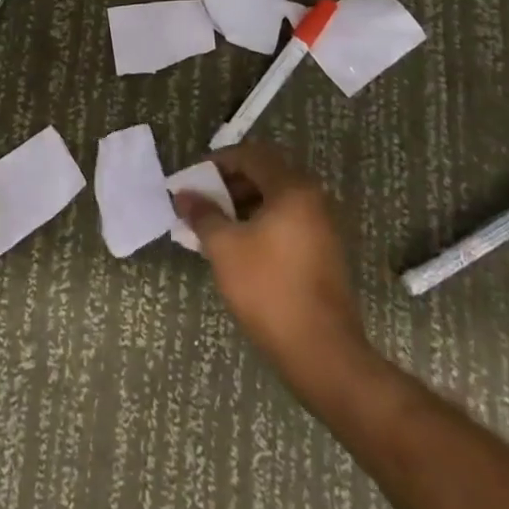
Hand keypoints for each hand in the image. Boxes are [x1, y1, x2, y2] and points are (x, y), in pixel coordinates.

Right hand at [175, 142, 376, 398]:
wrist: (322, 353)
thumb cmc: (268, 289)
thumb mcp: (224, 247)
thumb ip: (203, 214)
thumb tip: (184, 194)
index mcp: (292, 188)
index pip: (251, 155)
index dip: (217, 163)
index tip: (193, 180)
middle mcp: (313, 199)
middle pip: (265, 175)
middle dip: (229, 185)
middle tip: (201, 203)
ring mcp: (322, 227)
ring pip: (276, 201)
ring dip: (243, 206)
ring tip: (214, 227)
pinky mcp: (324, 253)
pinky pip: (287, 223)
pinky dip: (261, 225)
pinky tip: (239, 248)